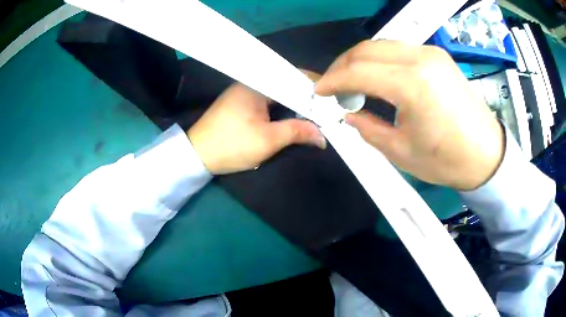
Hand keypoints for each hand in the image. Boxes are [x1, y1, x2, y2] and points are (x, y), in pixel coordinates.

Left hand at [188, 83, 325, 174]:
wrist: (197, 155)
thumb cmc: (231, 145)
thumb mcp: (267, 140)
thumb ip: (297, 132)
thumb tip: (322, 136)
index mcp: (257, 83)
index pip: (292, 76)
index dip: (314, 86)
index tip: (332, 96)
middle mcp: (251, 82)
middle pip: (285, 83)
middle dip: (306, 95)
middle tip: (327, 106)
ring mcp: (244, 92)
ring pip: (277, 92)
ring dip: (294, 102)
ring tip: (315, 112)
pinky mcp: (241, 103)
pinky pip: (268, 100)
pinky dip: (282, 107)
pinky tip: (293, 114)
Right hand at [315, 40, 503, 190]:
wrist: (486, 154)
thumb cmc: (446, 160)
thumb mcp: (401, 151)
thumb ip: (368, 128)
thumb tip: (349, 114)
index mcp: (412, 85)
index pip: (358, 71)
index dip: (332, 80)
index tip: (319, 91)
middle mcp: (421, 59)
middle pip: (366, 49)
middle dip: (342, 65)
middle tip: (333, 86)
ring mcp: (431, 53)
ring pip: (381, 45)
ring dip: (360, 60)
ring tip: (352, 82)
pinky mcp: (438, 55)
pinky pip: (399, 49)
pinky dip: (380, 59)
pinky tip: (378, 76)